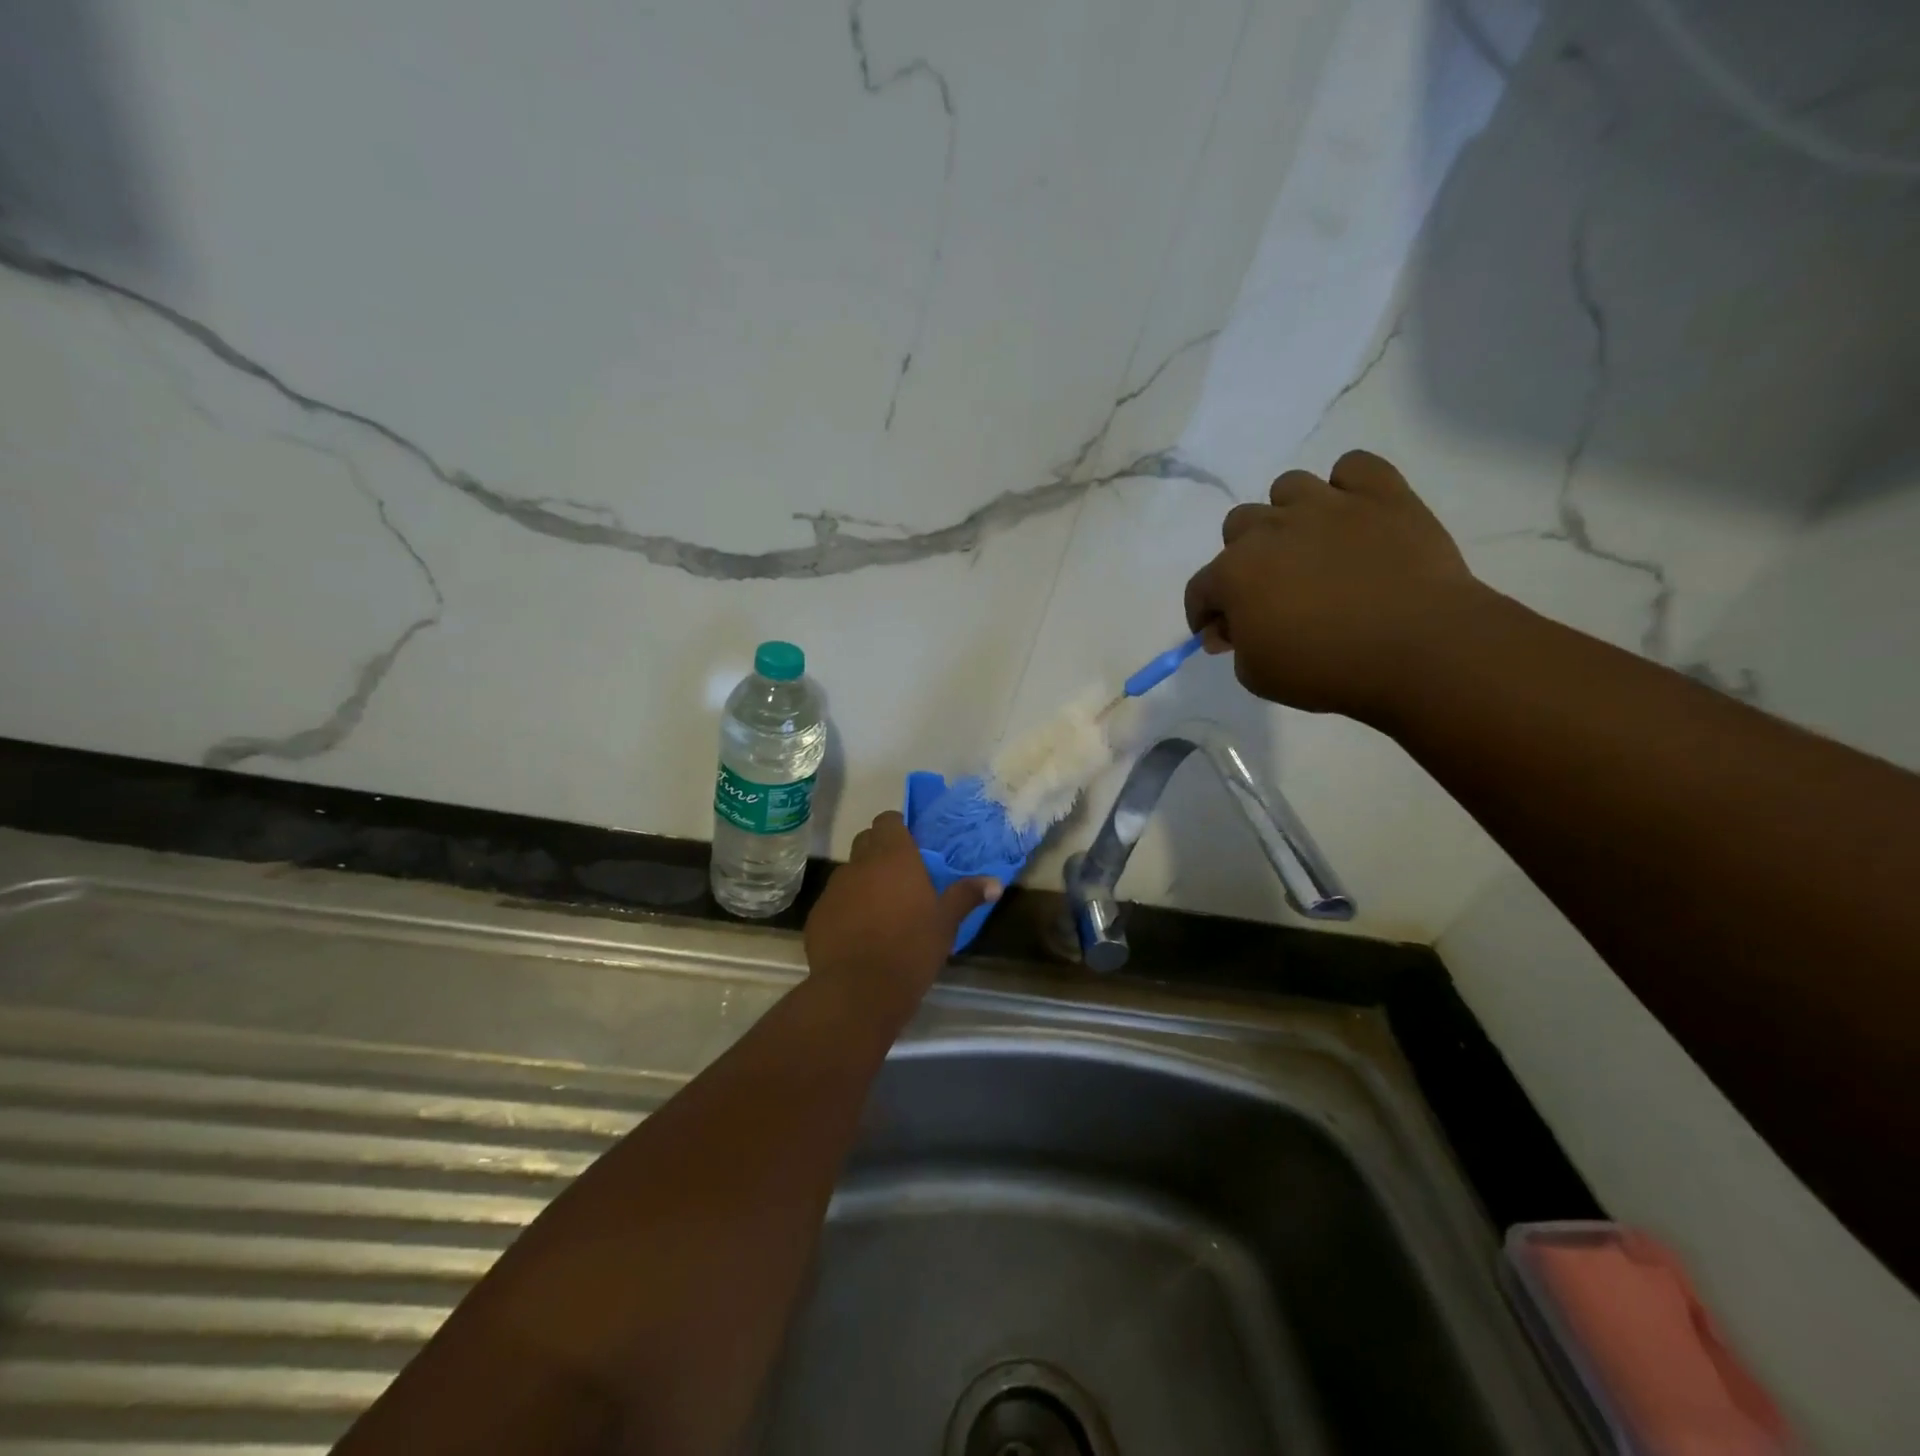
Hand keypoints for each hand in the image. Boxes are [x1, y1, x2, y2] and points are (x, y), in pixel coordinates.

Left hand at [804, 812, 999, 999]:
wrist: (859, 989)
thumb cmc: (911, 948)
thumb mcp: (946, 923)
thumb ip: (966, 896)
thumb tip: (995, 883)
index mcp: (894, 856)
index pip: (888, 820)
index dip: (897, 829)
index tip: (911, 846)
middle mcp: (860, 864)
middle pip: (866, 841)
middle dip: (879, 851)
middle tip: (900, 876)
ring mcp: (834, 888)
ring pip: (848, 872)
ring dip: (862, 882)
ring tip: (879, 910)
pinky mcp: (816, 915)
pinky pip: (833, 902)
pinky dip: (844, 909)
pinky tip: (858, 935)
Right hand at [1183, 450, 1485, 721]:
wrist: (1419, 649)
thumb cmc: (1326, 669)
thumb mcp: (1257, 675)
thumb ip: (1235, 645)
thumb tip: (1229, 627)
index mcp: (1234, 572)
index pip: (1200, 588)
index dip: (1205, 613)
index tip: (1221, 634)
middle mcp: (1271, 528)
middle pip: (1238, 526)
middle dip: (1245, 557)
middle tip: (1271, 589)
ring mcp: (1327, 504)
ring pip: (1288, 487)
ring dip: (1289, 515)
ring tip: (1311, 545)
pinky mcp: (1382, 494)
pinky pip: (1354, 466)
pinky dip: (1349, 486)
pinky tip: (1355, 516)